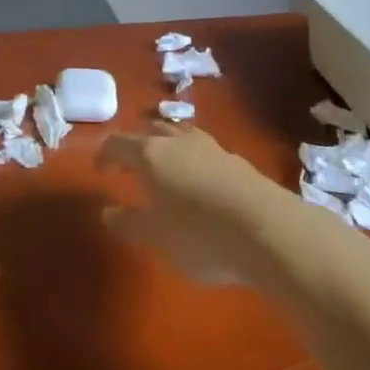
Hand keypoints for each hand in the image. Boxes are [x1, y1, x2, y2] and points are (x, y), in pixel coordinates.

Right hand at [99, 125, 277, 286]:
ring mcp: (210, 147)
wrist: (269, 231)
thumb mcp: (156, 237)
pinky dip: (193, 161)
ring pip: (180, 136)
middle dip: (137, 145)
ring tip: (166, 169)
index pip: (117, 143)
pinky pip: (204, 152)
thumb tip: (108, 212)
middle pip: (150, 131)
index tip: (100, 171)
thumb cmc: (200, 235)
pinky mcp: (237, 161)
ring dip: (168, 148)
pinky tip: (200, 183)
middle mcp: (177, 141)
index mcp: (150, 154)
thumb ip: (129, 222)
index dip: (104, 154)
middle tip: (130, 165)